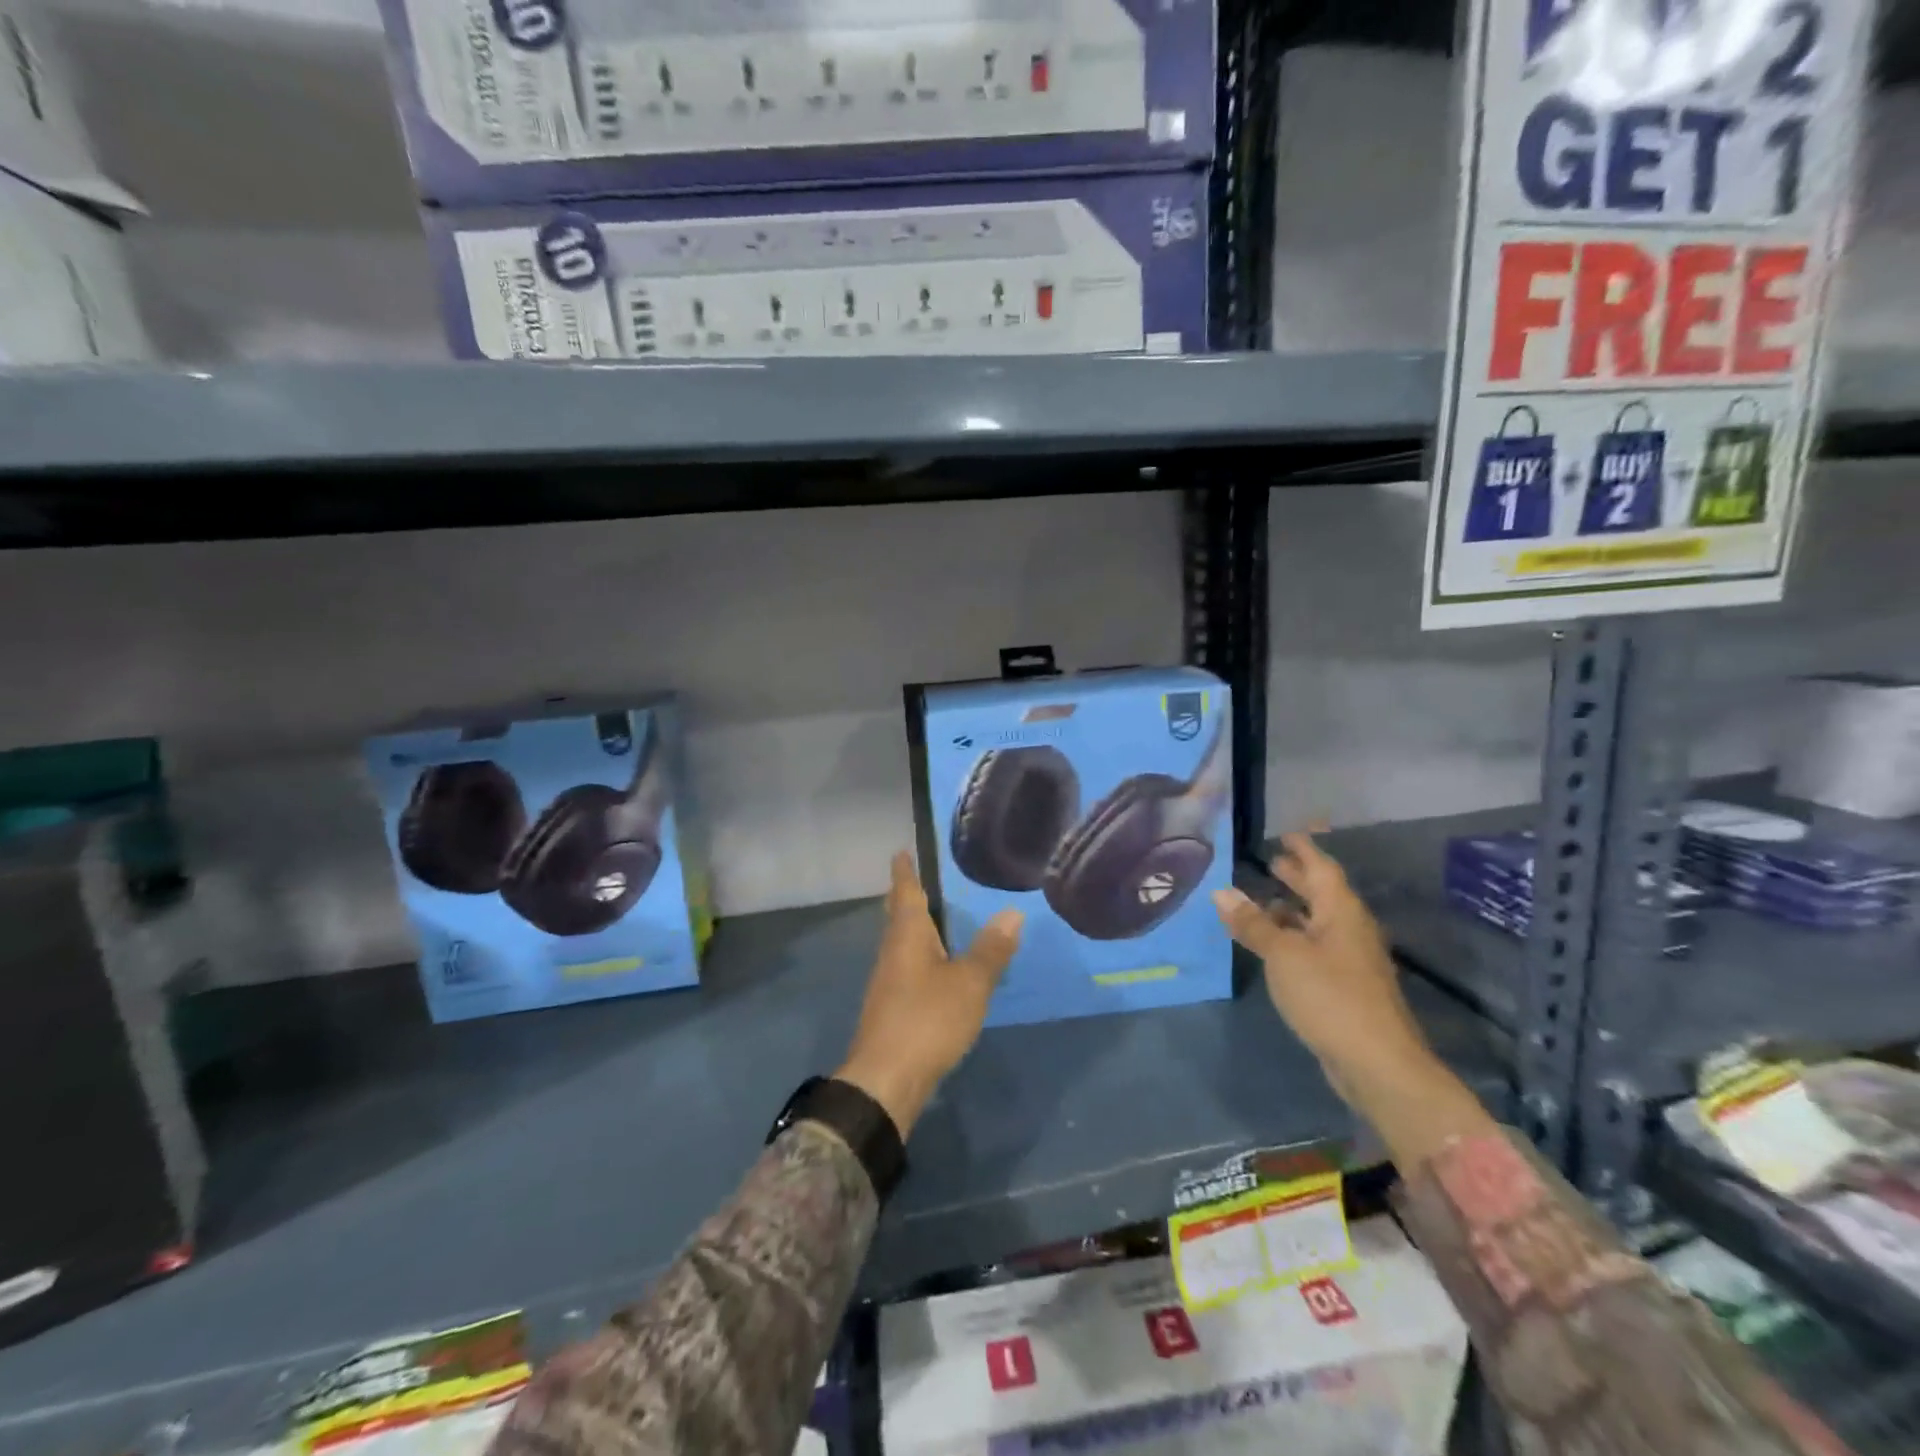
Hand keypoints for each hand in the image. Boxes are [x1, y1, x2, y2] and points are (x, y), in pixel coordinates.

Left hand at [836, 853, 1023, 1136]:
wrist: (886, 1079)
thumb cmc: (927, 1019)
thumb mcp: (969, 983)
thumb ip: (990, 950)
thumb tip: (1012, 912)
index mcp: (907, 935)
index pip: (905, 892)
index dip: (904, 871)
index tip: (901, 851)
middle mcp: (893, 951)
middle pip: (898, 916)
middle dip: (907, 897)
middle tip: (921, 879)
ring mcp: (888, 981)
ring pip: (902, 943)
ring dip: (917, 928)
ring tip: (939, 919)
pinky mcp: (892, 1007)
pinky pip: (908, 967)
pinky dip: (923, 956)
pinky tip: (939, 967)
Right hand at [1212, 832, 1499, 1169]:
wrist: (1378, 1064)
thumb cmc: (1330, 996)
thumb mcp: (1283, 955)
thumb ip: (1253, 924)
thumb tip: (1221, 892)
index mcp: (1341, 913)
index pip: (1321, 868)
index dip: (1303, 850)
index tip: (1285, 833)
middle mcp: (1350, 930)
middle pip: (1323, 895)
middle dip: (1298, 878)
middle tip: (1272, 862)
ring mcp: (1350, 961)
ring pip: (1318, 924)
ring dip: (1292, 910)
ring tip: (1263, 901)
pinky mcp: (1345, 988)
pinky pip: (1315, 949)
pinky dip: (1293, 939)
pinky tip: (1272, 947)